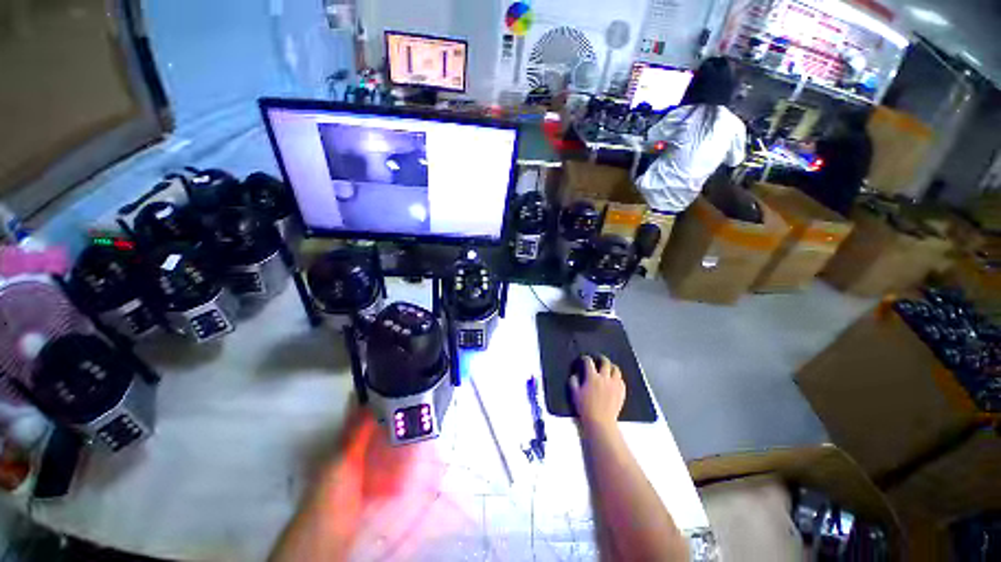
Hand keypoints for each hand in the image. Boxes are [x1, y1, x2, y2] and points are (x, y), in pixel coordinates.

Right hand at [569, 355, 625, 432]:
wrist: (601, 422)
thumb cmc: (585, 408)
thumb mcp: (574, 394)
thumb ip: (573, 382)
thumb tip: (575, 375)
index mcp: (592, 377)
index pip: (589, 362)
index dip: (585, 358)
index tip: (584, 359)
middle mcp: (604, 378)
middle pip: (605, 362)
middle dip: (601, 358)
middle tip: (598, 359)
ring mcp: (615, 384)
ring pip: (616, 369)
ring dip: (611, 366)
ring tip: (608, 368)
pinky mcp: (621, 391)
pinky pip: (621, 380)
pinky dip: (617, 378)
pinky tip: (614, 380)